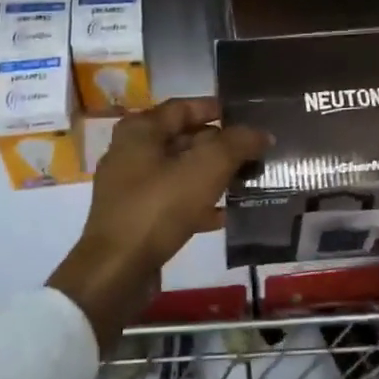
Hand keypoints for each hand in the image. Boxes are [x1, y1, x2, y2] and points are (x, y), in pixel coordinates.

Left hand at [49, 98, 267, 349]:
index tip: (246, 115)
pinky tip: (226, 214)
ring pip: (180, 172)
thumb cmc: (159, 207)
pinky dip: (198, 203)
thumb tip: (262, 133)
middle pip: (182, 139)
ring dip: (212, 174)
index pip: (183, 107)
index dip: (215, 108)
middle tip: (253, 150)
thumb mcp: (205, 169)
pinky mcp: (136, 218)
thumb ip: (236, 145)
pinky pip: (173, 201)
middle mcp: (131, 152)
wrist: (117, 271)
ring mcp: (131, 188)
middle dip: (218, 145)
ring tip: (247, 179)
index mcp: (140, 131)